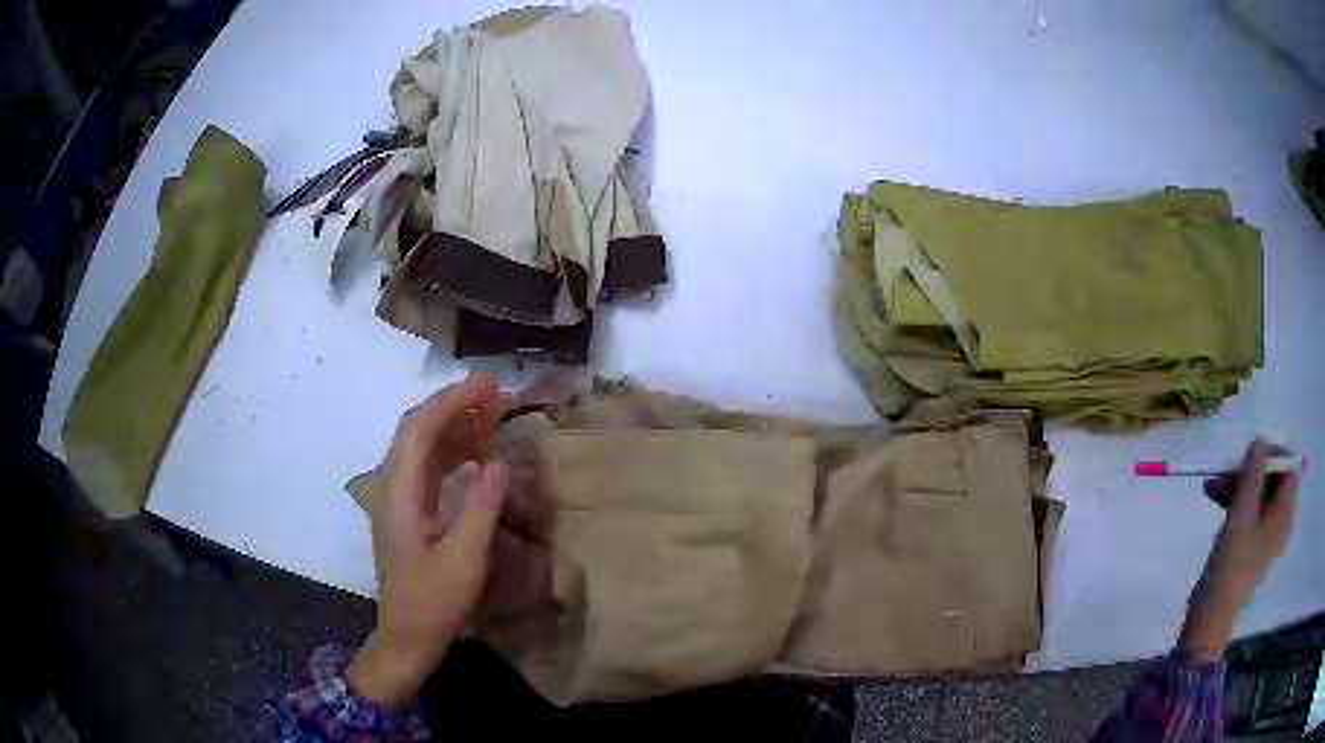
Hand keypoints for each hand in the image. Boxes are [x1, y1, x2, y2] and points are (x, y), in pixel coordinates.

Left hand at [348, 374, 510, 706]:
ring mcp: (400, 499)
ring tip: (495, 412)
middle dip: (456, 406)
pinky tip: (480, 451)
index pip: (419, 429)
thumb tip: (500, 462)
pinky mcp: (411, 511)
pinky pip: (431, 468)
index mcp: (398, 493)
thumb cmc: (432, 603)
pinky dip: (456, 452)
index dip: (451, 400)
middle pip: (419, 431)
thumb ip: (480, 509)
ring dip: (457, 426)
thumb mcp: (463, 561)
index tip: (487, 384)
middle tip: (498, 392)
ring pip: (425, 447)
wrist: (407, 638)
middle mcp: (393, 487)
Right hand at [1179, 440, 1301, 663]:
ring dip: (1239, 486)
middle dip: (1250, 470)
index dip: (1272, 453)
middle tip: (1226, 471)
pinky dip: (1237, 503)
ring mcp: (1267, 535)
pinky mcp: (1253, 546)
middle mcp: (1281, 521)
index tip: (1249, 453)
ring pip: (1259, 495)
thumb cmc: (1231, 566)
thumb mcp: (1241, 514)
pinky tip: (1217, 500)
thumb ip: (1253, 474)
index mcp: (1285, 514)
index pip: (1288, 466)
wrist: (1210, 619)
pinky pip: (1252, 512)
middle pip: (1273, 479)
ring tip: (1214, 487)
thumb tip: (1260, 441)